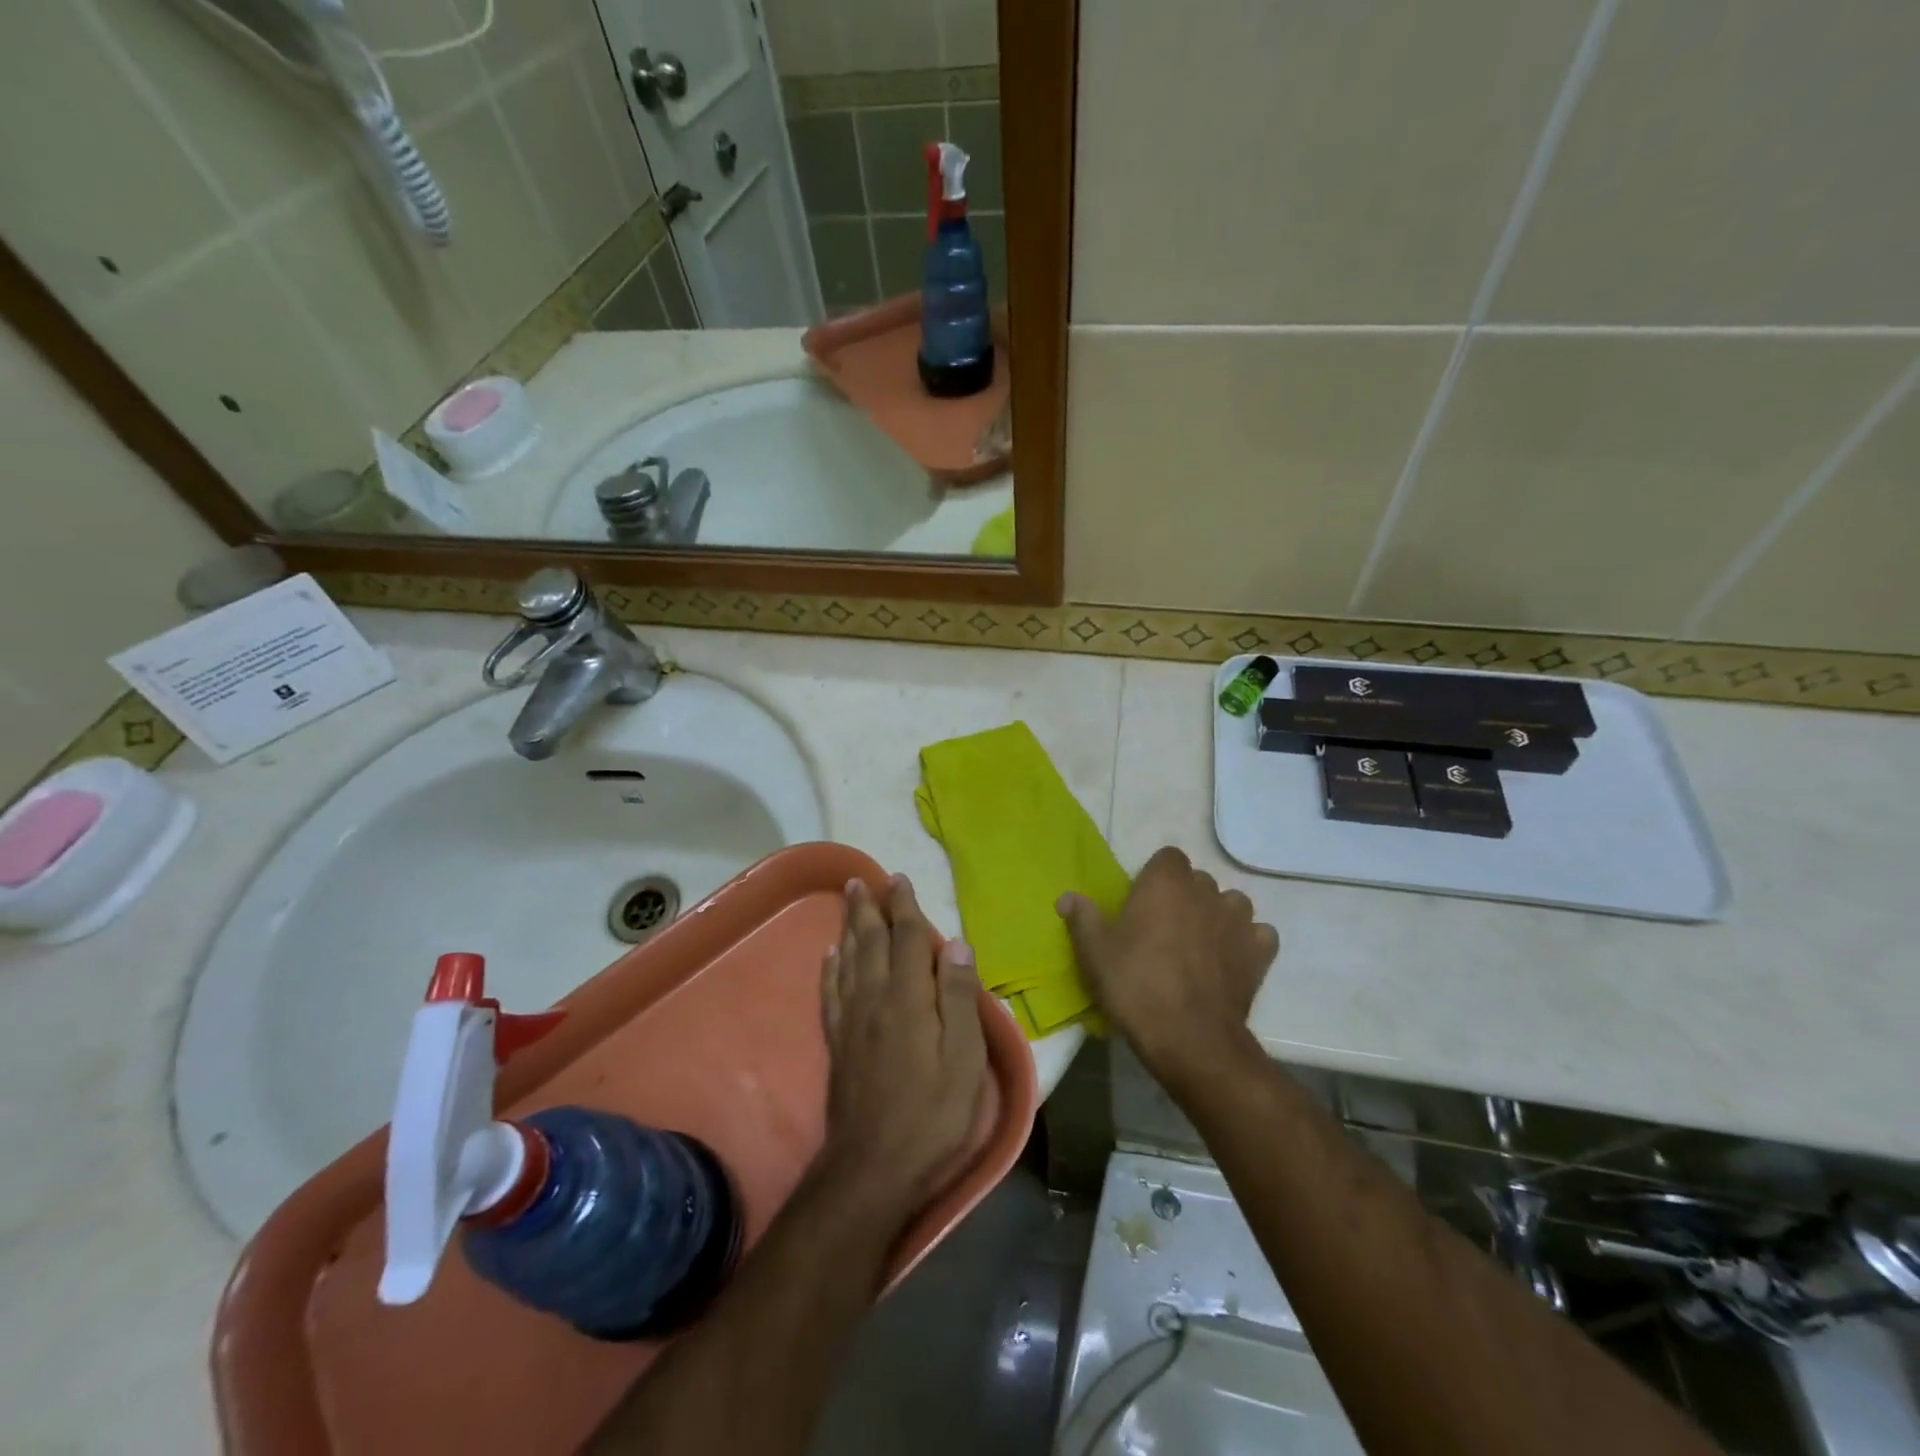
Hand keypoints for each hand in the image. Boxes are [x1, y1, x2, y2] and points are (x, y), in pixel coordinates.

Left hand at [818, 876, 987, 1223]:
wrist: (872, 1167)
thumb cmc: (931, 1114)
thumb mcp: (964, 1060)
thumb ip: (960, 999)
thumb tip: (957, 944)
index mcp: (909, 998)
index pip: (907, 938)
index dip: (904, 907)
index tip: (899, 880)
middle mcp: (874, 998)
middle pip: (871, 941)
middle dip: (869, 908)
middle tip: (863, 880)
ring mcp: (851, 1020)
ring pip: (848, 959)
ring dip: (848, 927)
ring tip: (846, 902)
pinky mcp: (837, 1042)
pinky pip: (831, 991)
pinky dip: (831, 967)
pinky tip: (830, 956)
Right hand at [1058, 847, 1277, 1091]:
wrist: (1190, 1037)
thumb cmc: (1135, 985)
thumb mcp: (1095, 952)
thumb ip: (1082, 918)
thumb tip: (1067, 897)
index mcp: (1165, 882)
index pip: (1168, 857)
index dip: (1156, 876)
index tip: (1142, 902)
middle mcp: (1206, 891)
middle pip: (1198, 880)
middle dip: (1185, 896)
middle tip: (1164, 928)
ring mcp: (1238, 921)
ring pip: (1232, 903)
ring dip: (1218, 915)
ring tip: (1200, 942)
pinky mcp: (1260, 952)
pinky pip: (1259, 934)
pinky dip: (1248, 942)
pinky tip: (1231, 960)